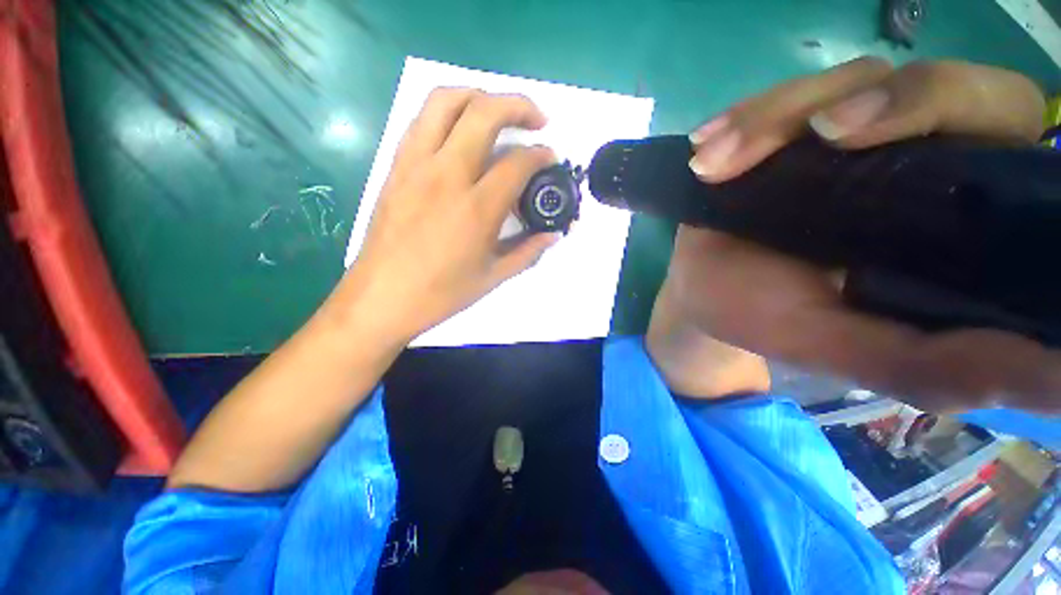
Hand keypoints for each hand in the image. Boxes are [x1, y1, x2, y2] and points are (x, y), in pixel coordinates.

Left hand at [335, 89, 559, 342]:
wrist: (382, 298)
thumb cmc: (441, 293)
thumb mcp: (493, 277)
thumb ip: (528, 252)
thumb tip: (552, 235)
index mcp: (476, 209)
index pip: (517, 163)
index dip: (541, 155)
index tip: (550, 158)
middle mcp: (447, 175)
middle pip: (484, 113)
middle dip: (518, 106)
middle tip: (536, 119)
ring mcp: (416, 166)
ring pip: (445, 102)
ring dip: (479, 96)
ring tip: (497, 111)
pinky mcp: (396, 167)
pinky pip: (421, 122)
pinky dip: (447, 113)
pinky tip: (460, 132)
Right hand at [670, 58, 1055, 411]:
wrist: (700, 293)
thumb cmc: (762, 319)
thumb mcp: (840, 349)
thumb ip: (933, 367)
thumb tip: (1059, 383)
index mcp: (951, 216)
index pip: (998, 131)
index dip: (951, 110)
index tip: (866, 141)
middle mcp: (912, 161)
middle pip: (931, 82)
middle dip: (873, 97)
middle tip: (815, 136)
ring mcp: (843, 137)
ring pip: (841, 83)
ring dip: (771, 120)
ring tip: (713, 167)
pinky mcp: (785, 132)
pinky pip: (776, 101)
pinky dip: (740, 120)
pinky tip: (704, 153)